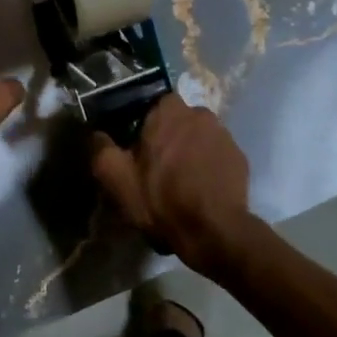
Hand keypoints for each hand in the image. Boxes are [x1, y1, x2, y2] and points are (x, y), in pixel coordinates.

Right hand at [90, 96, 254, 274]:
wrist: (215, 232)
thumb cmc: (162, 199)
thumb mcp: (117, 178)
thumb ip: (101, 148)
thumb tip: (96, 134)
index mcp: (168, 111)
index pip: (151, 104)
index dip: (142, 125)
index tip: (137, 148)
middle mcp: (199, 113)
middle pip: (177, 120)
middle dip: (168, 137)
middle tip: (157, 167)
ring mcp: (224, 135)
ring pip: (198, 136)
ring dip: (190, 151)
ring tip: (181, 182)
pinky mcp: (240, 157)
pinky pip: (217, 154)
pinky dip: (208, 166)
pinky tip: (201, 190)